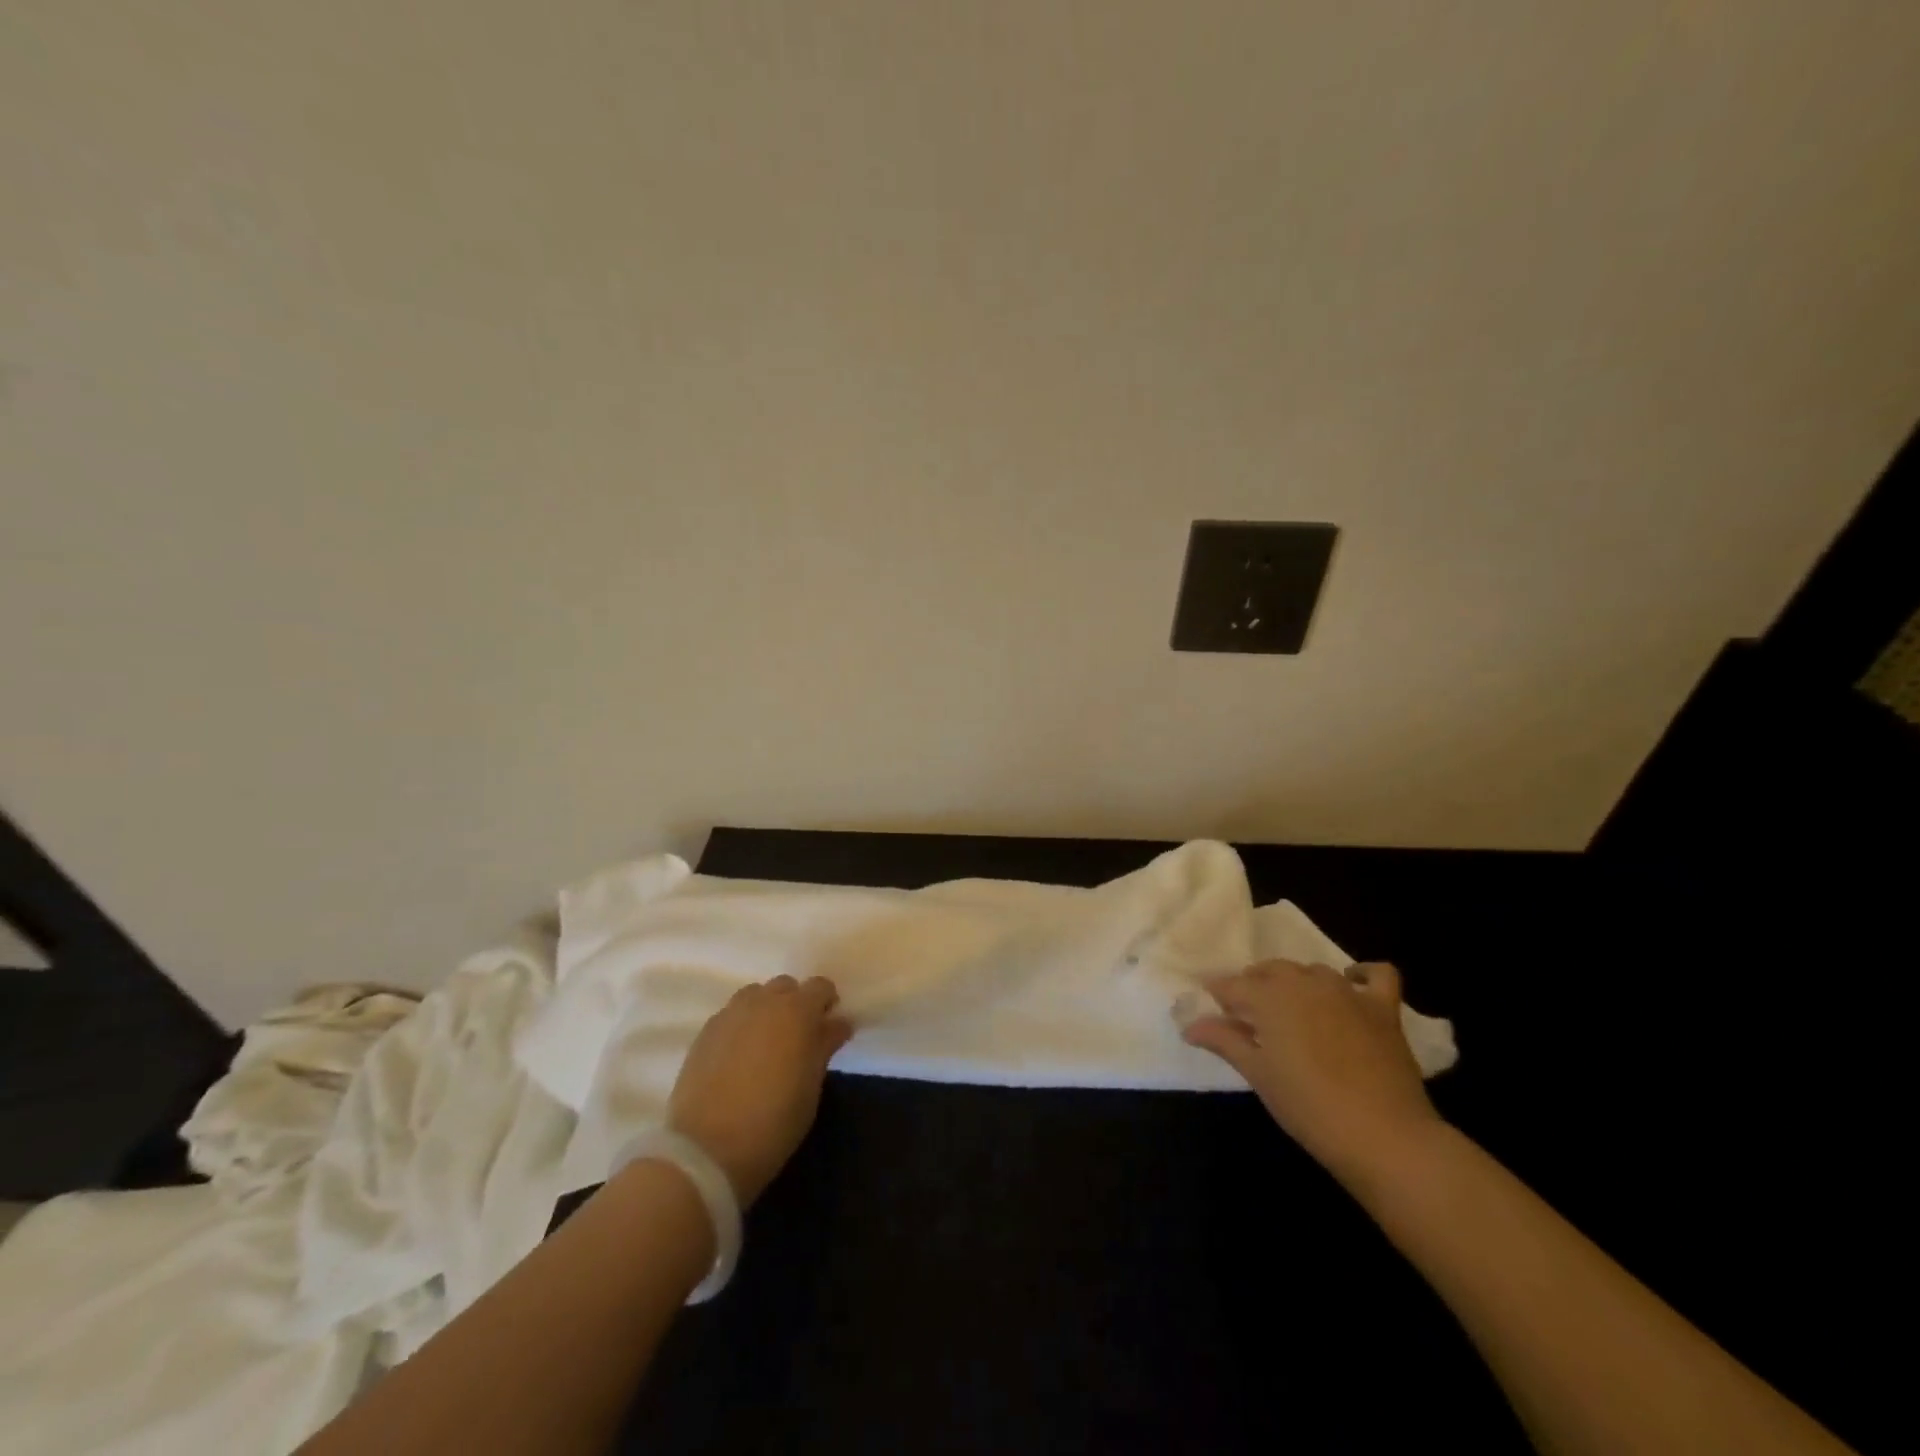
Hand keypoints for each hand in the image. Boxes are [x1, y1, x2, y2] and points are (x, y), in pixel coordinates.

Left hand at [667, 975, 851, 1205]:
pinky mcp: (705, 1032)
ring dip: (767, 1010)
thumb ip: (824, 1046)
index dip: (826, 1003)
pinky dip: (742, 1026)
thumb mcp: (811, 1086)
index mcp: (797, 1010)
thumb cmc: (774, 1120)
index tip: (828, 1027)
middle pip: (785, 986)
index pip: (820, 986)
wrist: (707, 1149)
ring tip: (766, 1044)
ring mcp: (730, 1014)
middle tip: (797, 1038)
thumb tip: (837, 1023)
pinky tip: (739, 1057)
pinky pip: (732, 1015)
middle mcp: (763, 1002)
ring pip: (756, 996)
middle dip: (795, 1004)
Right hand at [1182, 960, 1442, 1182]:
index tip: (1208, 1003)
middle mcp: (1305, 983)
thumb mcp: (1258, 1075)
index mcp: (1269, 997)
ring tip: (1291, 1008)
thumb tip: (1189, 1025)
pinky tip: (1352, 985)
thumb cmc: (1308, 1107)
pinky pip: (1376, 975)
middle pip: (1271, 970)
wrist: (1384, 1136)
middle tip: (1247, 1011)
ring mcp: (1347, 992)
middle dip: (1254, 984)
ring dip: (1296, 982)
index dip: (1218, 992)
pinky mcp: (1383, 1008)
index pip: (1233, 985)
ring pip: (1313, 971)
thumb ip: (1224, 1041)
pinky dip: (1362, 974)